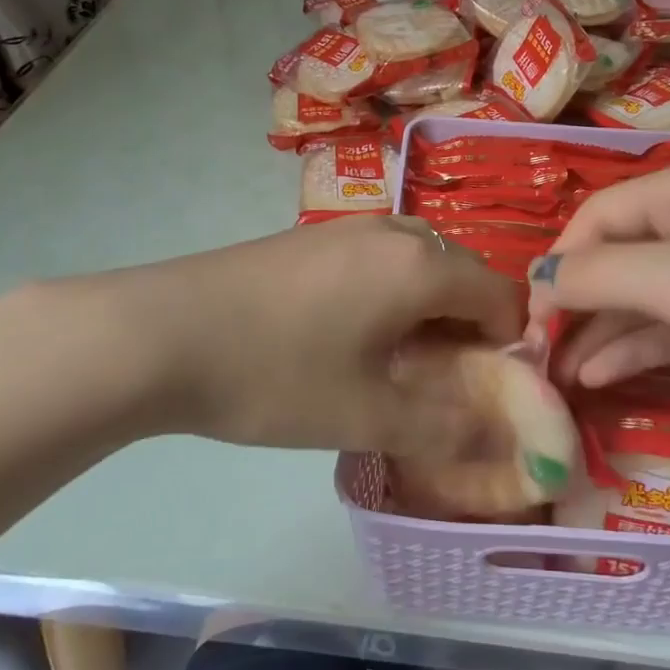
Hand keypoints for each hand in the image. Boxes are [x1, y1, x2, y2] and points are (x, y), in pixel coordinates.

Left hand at [128, 215, 523, 454]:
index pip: (502, 296)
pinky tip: (351, 334)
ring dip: (429, 309)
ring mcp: (349, 227)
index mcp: (420, 266)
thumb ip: (445, 430)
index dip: (510, 345)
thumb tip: (501, 441)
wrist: (159, 332)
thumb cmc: (275, 373)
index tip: (488, 391)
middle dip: (470, 327)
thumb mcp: (365, 415)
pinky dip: (392, 293)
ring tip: (399, 361)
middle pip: (463, 274)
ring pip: (420, 263)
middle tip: (444, 381)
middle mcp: (395, 232)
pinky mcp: (313, 236)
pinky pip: (381, 258)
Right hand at [526, 164, 669, 430]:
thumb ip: (601, 277)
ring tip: (559, 381)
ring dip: (600, 335)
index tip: (528, 326)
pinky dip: (641, 351)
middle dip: (573, 306)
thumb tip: (538, 279)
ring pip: (645, 302)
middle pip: (615, 261)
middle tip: (535, 363)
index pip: (592, 222)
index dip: (556, 268)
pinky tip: (604, 379)